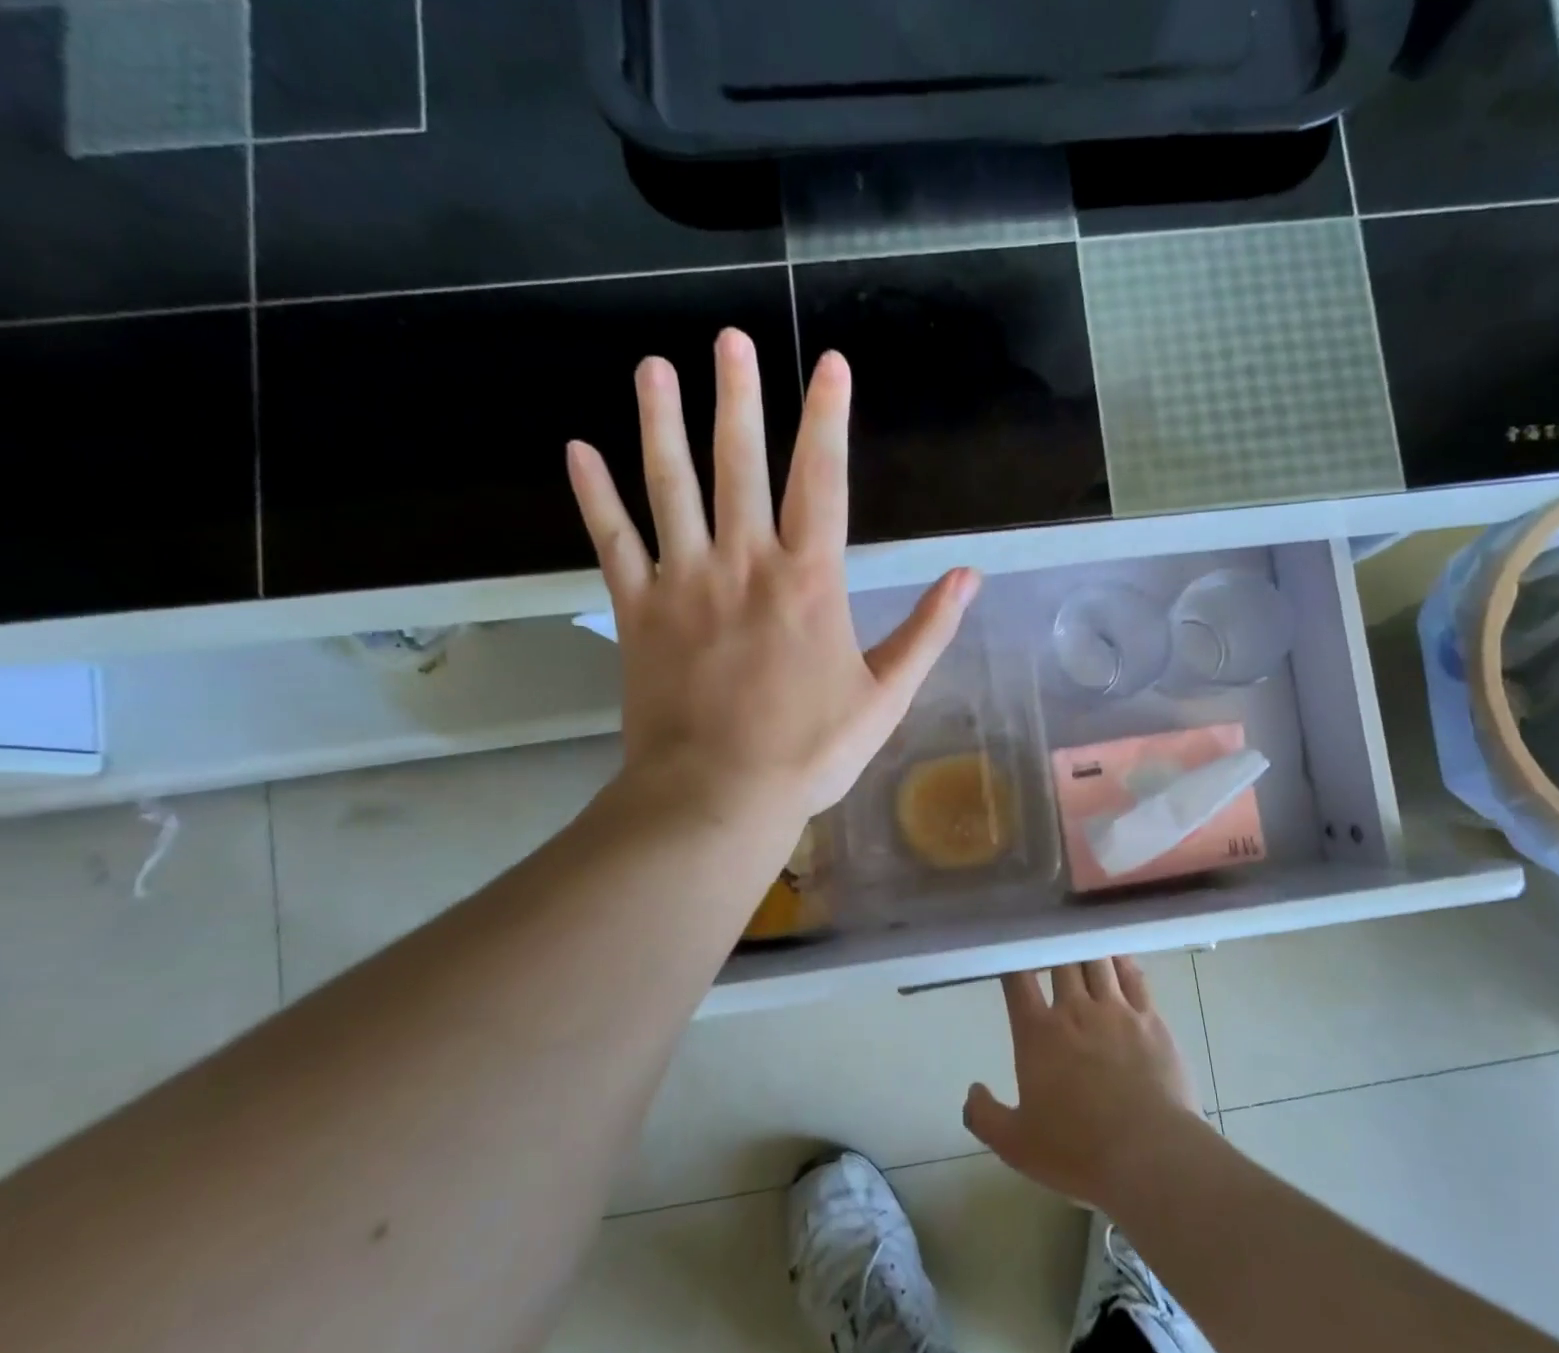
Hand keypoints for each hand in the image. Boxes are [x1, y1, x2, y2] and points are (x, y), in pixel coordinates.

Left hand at [566, 330, 978, 820]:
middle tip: (729, 338)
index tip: (830, 364)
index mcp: (809, 581)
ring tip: (653, 368)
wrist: (719, 796)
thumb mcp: (886, 697)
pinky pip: (613, 542)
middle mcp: (745, 563)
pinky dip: (595, 496)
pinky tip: (578, 451)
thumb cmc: (810, 752)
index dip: (828, 418)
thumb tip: (969, 576)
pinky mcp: (638, 611)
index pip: (824, 480)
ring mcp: (684, 583)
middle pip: (739, 464)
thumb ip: (927, 632)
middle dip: (738, 397)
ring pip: (669, 486)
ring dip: (661, 424)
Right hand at [964, 958, 1207, 1211]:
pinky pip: (1134, 976)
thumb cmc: (1078, 1151)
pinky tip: (1118, 955)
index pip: (1018, 979)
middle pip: (1061, 959)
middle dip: (1053, 946)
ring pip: (1097, 960)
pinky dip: (1122, 960)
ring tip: (1081, 937)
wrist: (1150, 1155)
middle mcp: (1075, 1010)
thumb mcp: (1016, 1145)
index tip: (1010, 947)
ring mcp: (1116, 1010)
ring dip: (1086, 947)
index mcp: (1038, 1033)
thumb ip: (985, 1116)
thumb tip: (972, 1091)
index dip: (1013, 958)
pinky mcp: (1150, 1019)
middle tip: (1048, 938)